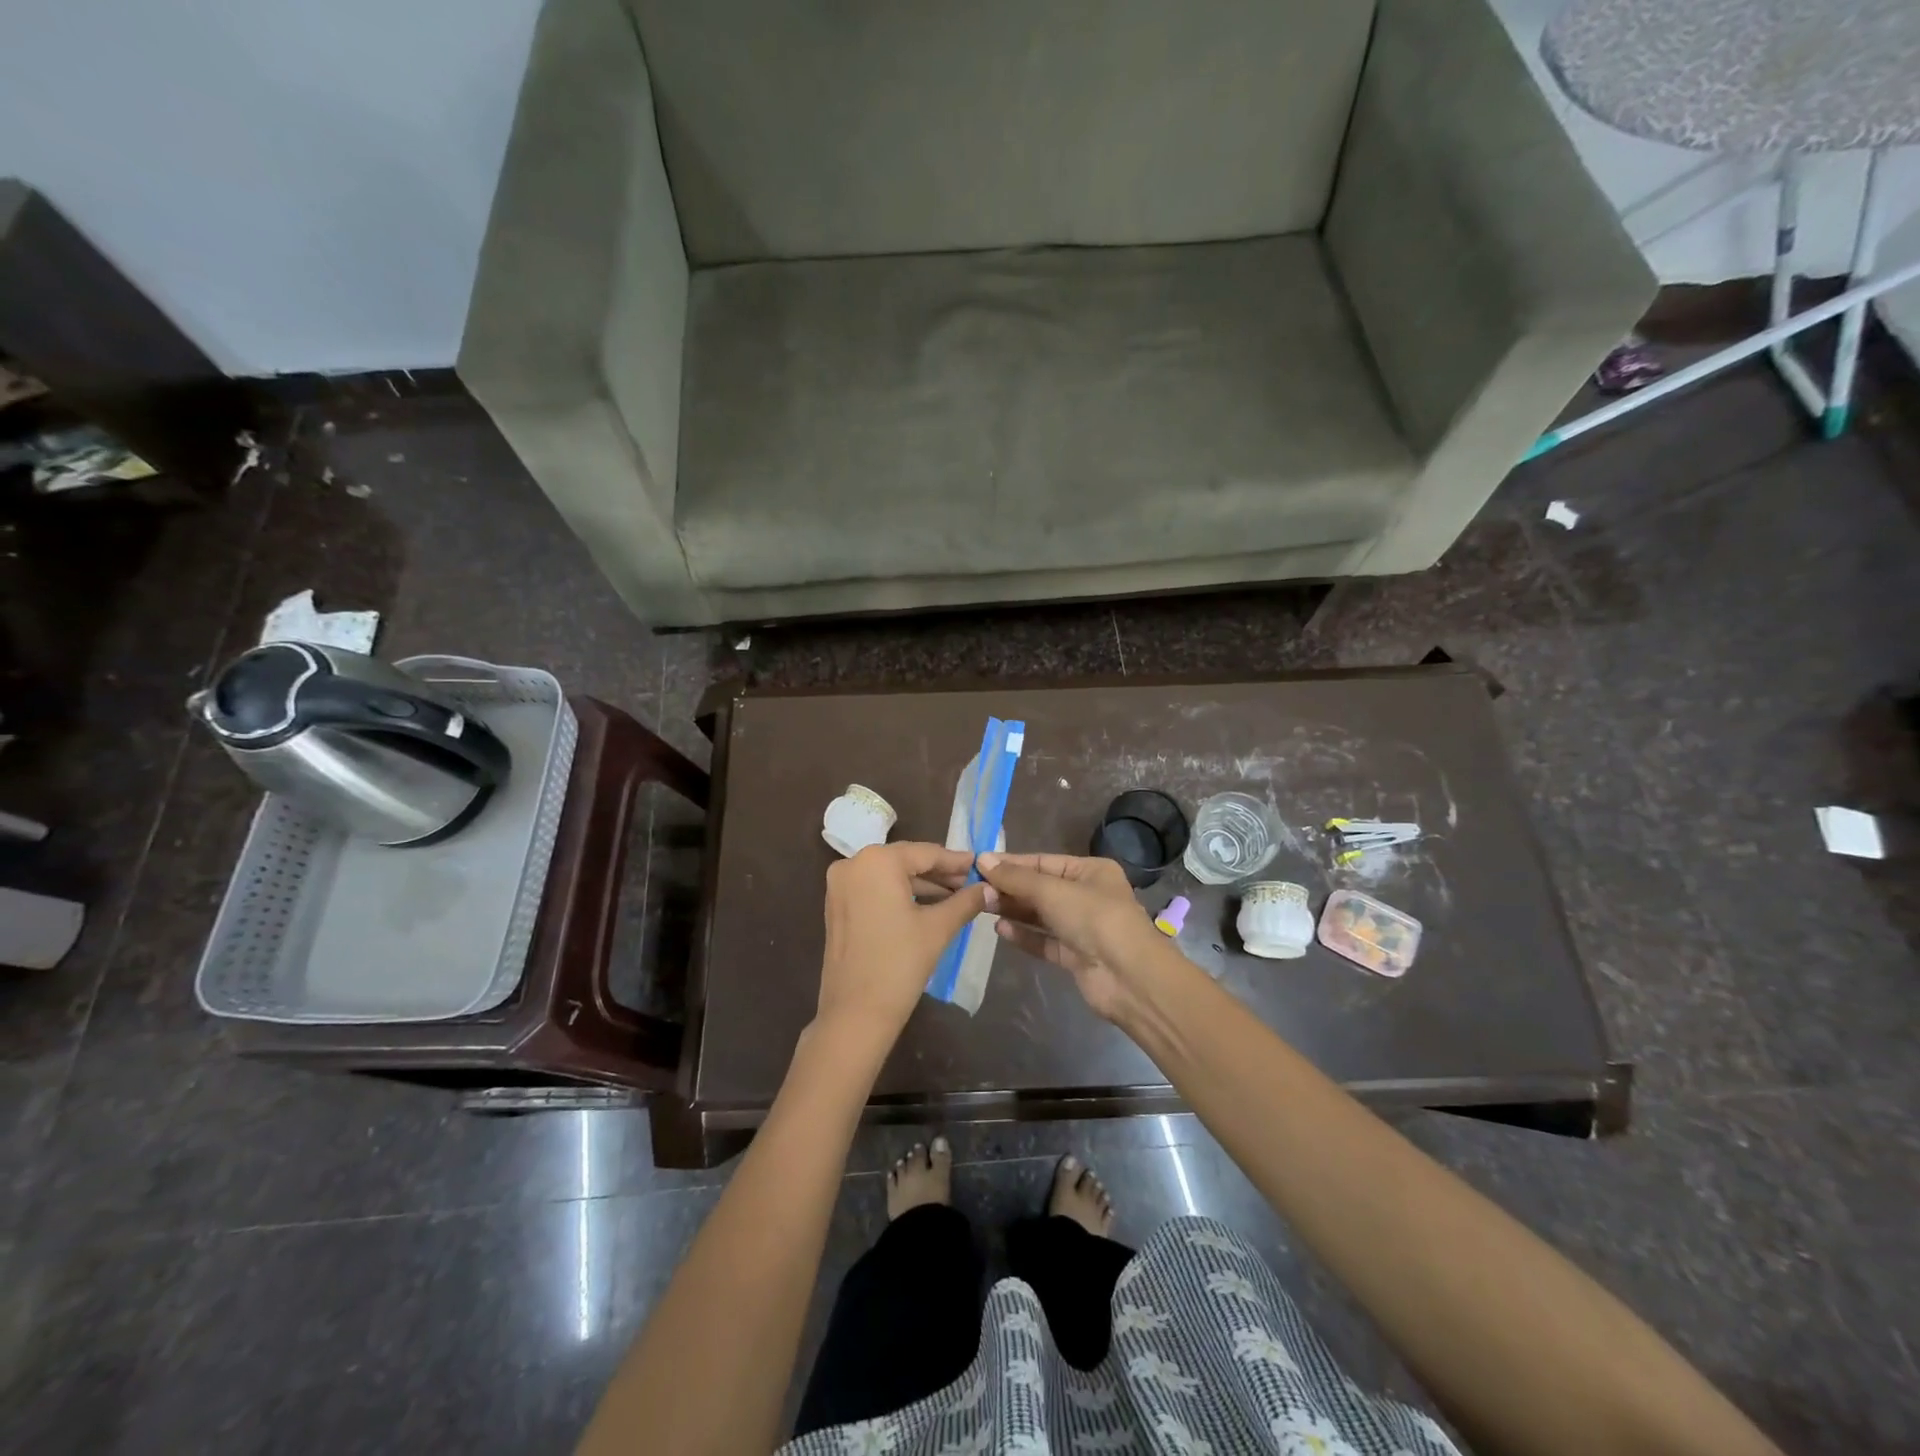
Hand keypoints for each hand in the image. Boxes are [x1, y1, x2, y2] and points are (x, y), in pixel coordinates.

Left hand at [816, 842, 990, 1047]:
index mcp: (877, 861)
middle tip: (972, 883)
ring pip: (890, 876)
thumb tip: (990, 888)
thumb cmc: (900, 963)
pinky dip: (901, 895)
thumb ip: (966, 901)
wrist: (855, 1012)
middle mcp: (853, 864)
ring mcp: (840, 886)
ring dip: (922, 885)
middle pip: (906, 861)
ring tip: (957, 896)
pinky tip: (929, 906)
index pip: (926, 853)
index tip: (981, 865)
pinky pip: (876, 890)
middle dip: (940, 873)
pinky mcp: (837, 906)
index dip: (956, 861)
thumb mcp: (938, 928)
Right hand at [976, 852, 1179, 1025]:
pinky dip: (1024, 935)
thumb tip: (982, 860)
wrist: (1129, 978)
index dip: (1012, 864)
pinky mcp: (1076, 956)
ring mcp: (1082, 928)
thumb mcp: (1052, 891)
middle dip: (1011, 888)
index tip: (979, 865)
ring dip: (1014, 911)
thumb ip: (1016, 878)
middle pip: (1041, 888)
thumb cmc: (1094, 919)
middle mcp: (1088, 896)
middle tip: (976, 889)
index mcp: (1091, 871)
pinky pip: (1045, 941)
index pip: (1044, 862)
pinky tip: (1000, 930)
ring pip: (1041, 915)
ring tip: (983, 906)